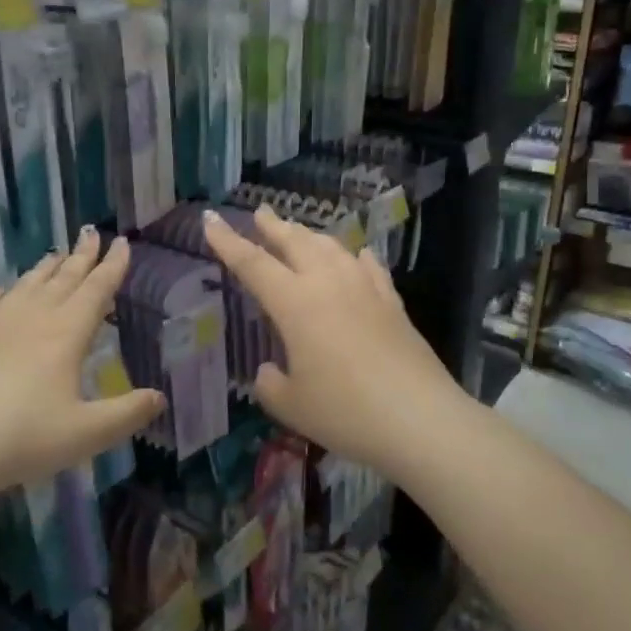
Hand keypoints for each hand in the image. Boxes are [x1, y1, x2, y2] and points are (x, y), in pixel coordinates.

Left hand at [0, 229, 162, 503]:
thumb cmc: (24, 439)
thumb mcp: (88, 433)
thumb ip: (128, 413)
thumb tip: (160, 398)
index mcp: (65, 335)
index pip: (96, 290)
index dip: (112, 266)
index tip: (122, 242)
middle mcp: (32, 321)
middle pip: (62, 280)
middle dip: (81, 256)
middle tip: (92, 232)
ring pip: (26, 287)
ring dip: (44, 269)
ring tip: (56, 254)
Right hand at [202, 206, 463, 479]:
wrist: (419, 418)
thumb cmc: (345, 412)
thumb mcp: (291, 405)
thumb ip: (271, 385)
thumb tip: (269, 371)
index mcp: (295, 303)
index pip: (253, 264)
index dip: (228, 241)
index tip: (211, 218)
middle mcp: (329, 284)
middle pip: (296, 243)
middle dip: (274, 226)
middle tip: (261, 212)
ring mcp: (365, 290)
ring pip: (333, 248)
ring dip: (311, 236)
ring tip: (300, 231)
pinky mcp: (393, 304)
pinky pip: (369, 267)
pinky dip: (356, 256)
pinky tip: (357, 255)